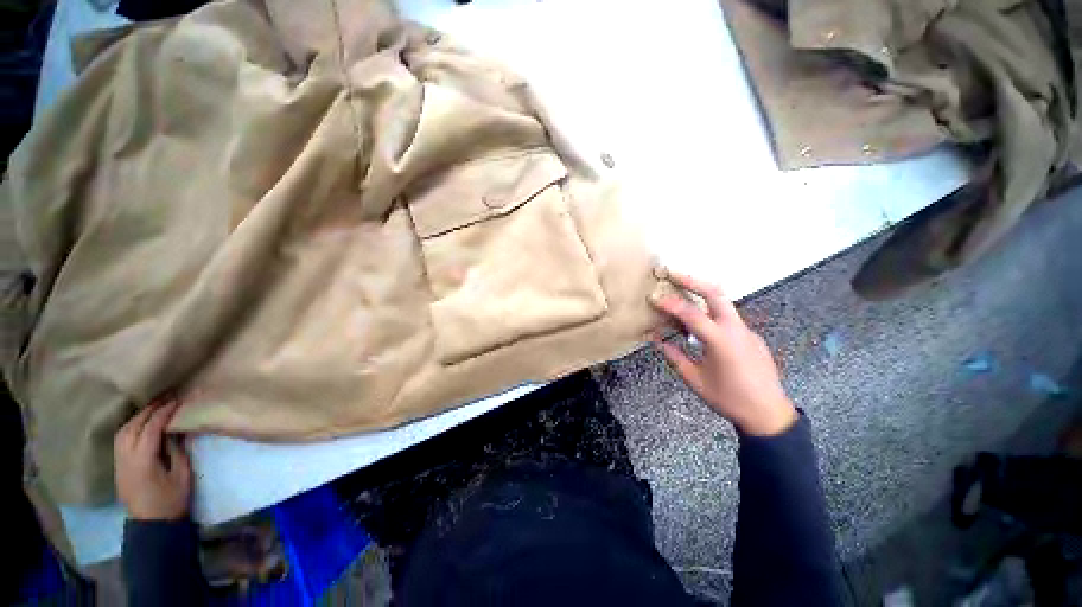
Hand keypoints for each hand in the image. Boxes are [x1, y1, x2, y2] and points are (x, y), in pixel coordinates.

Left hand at [114, 398, 192, 519]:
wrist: (152, 525)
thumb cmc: (172, 500)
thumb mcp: (181, 474)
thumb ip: (177, 449)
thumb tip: (176, 429)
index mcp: (143, 459)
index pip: (151, 428)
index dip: (164, 412)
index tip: (178, 400)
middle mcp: (126, 457)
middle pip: (133, 426)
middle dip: (149, 410)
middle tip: (166, 398)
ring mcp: (119, 462)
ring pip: (123, 431)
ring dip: (138, 417)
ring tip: (153, 408)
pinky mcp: (118, 466)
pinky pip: (120, 439)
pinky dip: (131, 426)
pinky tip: (140, 424)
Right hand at [650, 269, 797, 435]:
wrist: (769, 413)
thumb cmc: (729, 398)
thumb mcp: (695, 380)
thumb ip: (675, 358)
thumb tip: (657, 341)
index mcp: (720, 341)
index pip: (690, 314)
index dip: (670, 304)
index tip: (654, 297)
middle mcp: (736, 329)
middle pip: (715, 293)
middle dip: (692, 280)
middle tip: (673, 273)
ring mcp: (746, 331)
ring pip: (724, 303)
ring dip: (702, 293)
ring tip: (683, 291)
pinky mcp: (751, 336)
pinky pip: (729, 318)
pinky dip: (711, 312)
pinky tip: (701, 325)